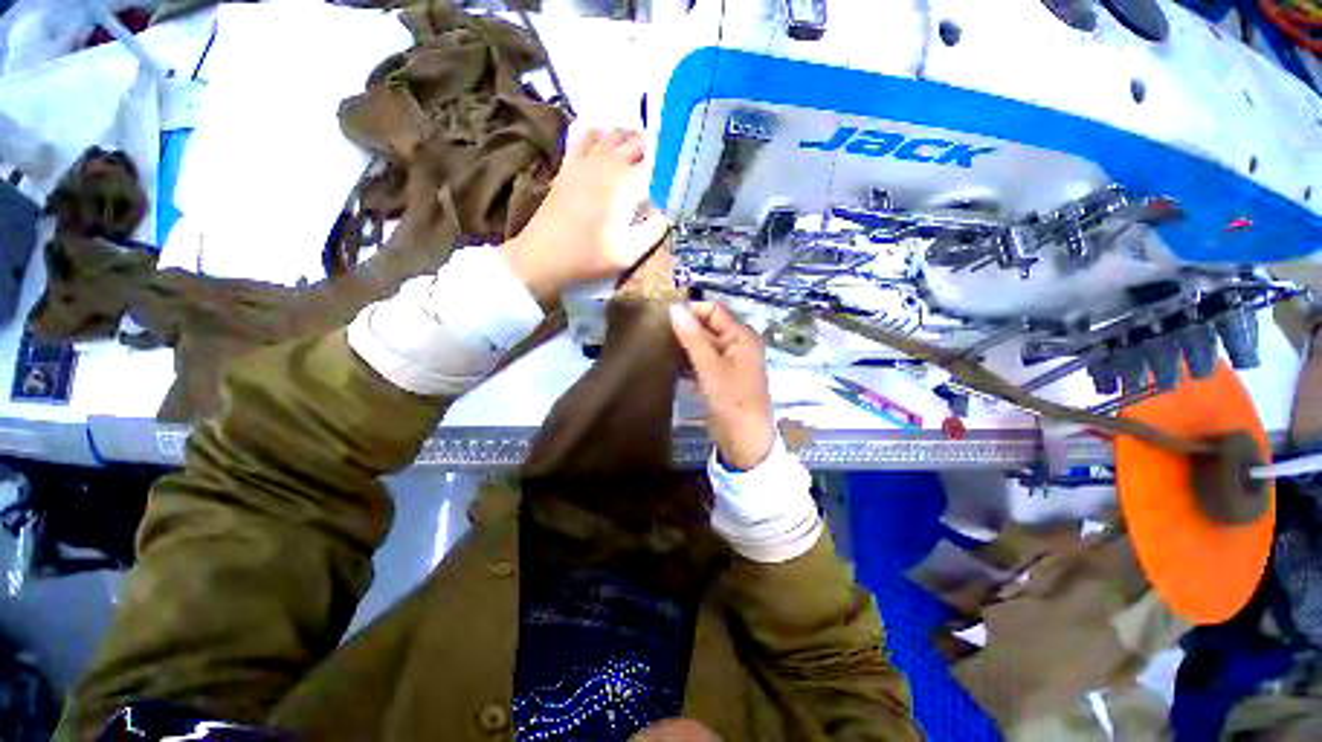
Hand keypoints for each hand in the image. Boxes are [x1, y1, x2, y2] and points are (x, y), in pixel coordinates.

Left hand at [501, 128, 670, 303]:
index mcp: (625, 185)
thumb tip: (671, 211)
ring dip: (631, 139)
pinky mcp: (569, 164)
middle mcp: (607, 163)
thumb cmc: (589, 257)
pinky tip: (606, 145)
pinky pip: (585, 135)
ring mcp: (584, 160)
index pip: (657, 164)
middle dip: (655, 150)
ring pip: (614, 133)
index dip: (671, 167)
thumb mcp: (630, 253)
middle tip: (665, 168)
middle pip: (637, 142)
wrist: (544, 256)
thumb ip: (654, 230)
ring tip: (642, 155)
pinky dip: (601, 134)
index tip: (680, 175)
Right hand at [669, 302, 775, 470]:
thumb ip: (692, 337)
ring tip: (659, 344)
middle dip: (686, 327)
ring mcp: (729, 363)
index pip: (714, 310)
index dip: (692, 309)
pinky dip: (689, 360)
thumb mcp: (709, 366)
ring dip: (685, 344)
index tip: (664, 316)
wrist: (744, 439)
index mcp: (741, 336)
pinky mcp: (720, 378)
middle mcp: (737, 345)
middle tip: (657, 331)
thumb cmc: (731, 399)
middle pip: (709, 327)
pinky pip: (702, 361)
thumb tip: (673, 308)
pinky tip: (670, 362)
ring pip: (704, 345)